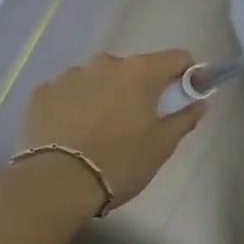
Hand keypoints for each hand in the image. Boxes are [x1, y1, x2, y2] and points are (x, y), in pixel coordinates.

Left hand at [18, 50, 206, 206]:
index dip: (187, 74)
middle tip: (140, 120)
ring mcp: (71, 75)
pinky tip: (73, 131)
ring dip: (107, 93)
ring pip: (100, 78)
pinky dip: (76, 104)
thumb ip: (185, 118)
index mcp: (141, 72)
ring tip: (101, 128)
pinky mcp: (42, 93)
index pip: (177, 57)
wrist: (55, 186)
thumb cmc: (120, 163)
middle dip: (142, 87)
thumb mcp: (162, 145)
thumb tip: (200, 102)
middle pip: (136, 68)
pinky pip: (69, 91)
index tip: (186, 96)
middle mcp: (106, 63)